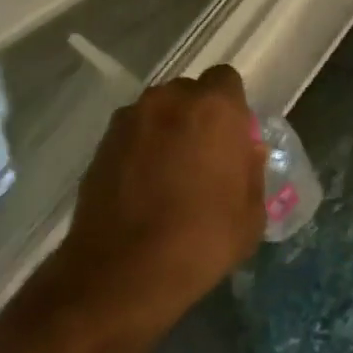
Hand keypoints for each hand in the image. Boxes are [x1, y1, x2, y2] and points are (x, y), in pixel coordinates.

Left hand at [41, 66, 265, 336]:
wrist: (123, 271)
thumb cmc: (201, 241)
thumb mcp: (251, 215)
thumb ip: (251, 171)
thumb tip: (245, 151)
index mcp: (213, 108)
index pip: (226, 81)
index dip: (231, 107)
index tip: (232, 138)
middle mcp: (168, 100)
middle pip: (189, 93)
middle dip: (197, 116)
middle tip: (203, 157)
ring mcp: (129, 119)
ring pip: (157, 112)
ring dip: (166, 131)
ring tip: (168, 174)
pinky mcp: (101, 143)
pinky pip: (131, 134)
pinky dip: (139, 149)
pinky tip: (142, 186)